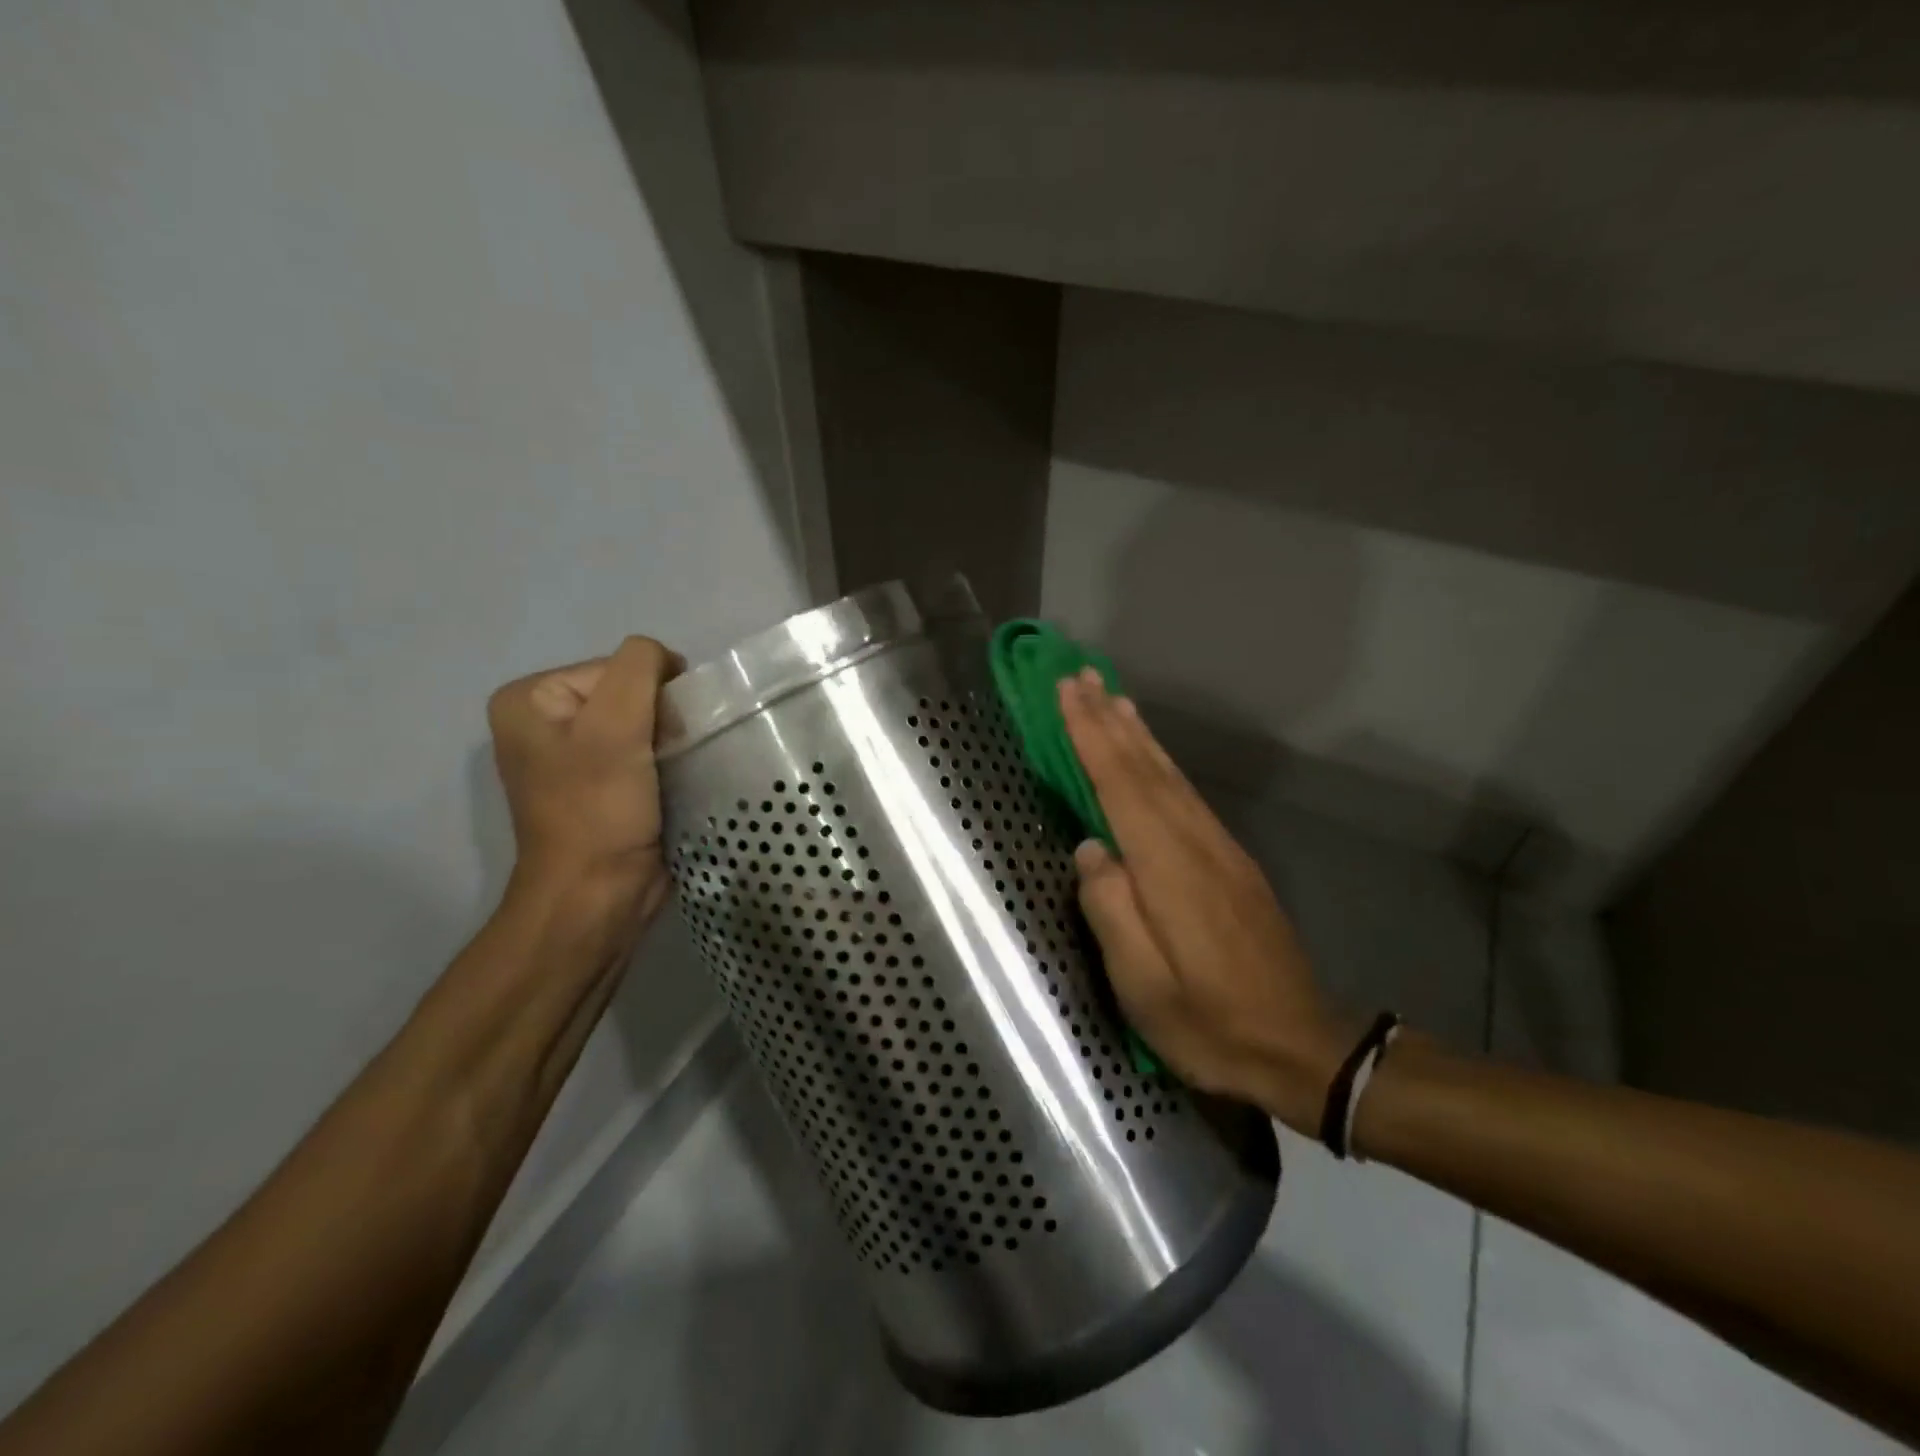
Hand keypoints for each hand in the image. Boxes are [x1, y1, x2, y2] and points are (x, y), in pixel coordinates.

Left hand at [486, 636, 683, 929]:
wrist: (598, 894)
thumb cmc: (598, 809)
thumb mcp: (616, 725)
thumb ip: (640, 668)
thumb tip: (668, 662)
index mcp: (529, 698)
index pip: (617, 666)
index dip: (652, 694)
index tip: (663, 736)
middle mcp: (543, 721)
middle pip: (630, 692)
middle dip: (662, 718)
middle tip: (669, 755)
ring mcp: (571, 756)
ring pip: (643, 723)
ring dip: (670, 741)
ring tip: (675, 770)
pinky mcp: (600, 785)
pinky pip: (644, 752)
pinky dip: (667, 761)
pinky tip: (674, 782)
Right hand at [1059, 669, 1352, 1132]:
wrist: (1301, 1046)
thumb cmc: (1210, 1023)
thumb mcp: (1144, 986)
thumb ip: (1111, 911)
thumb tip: (1089, 850)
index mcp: (1169, 868)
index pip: (1122, 786)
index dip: (1091, 736)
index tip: (1068, 692)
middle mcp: (1196, 843)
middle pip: (1146, 768)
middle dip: (1111, 719)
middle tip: (1082, 676)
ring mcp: (1219, 849)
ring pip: (1170, 776)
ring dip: (1138, 733)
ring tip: (1113, 698)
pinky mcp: (1231, 862)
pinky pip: (1186, 795)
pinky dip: (1162, 764)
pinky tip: (1151, 756)